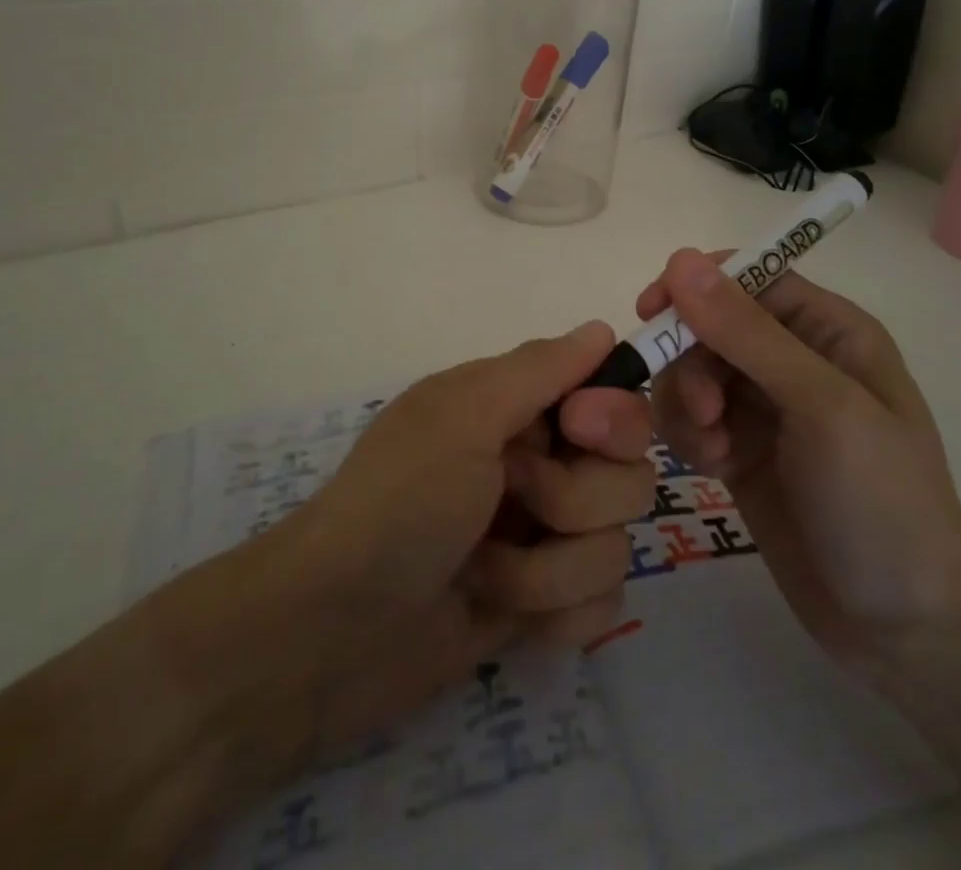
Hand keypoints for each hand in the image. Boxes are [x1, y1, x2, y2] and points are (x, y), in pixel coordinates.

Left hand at [157, 322, 654, 777]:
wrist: (331, 633)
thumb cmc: (398, 502)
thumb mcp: (463, 415)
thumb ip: (539, 368)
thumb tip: (602, 327)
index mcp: (518, 410)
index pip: (614, 400)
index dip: (613, 418)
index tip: (578, 431)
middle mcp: (540, 467)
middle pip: (628, 477)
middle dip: (573, 501)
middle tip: (510, 499)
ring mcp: (542, 541)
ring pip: (615, 548)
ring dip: (547, 570)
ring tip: (483, 571)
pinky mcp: (543, 607)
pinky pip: (602, 608)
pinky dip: (555, 615)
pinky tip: (506, 619)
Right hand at [638, 251, 960, 677]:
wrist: (905, 630)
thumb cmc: (881, 502)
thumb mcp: (822, 406)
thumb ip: (748, 332)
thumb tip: (682, 259)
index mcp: (829, 330)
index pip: (749, 277)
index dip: (698, 285)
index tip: (652, 310)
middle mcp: (794, 358)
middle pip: (710, 325)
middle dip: (692, 361)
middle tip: (703, 413)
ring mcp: (765, 407)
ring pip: (691, 371)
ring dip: (686, 404)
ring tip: (712, 450)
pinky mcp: (740, 450)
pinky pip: (690, 417)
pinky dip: (688, 435)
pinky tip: (711, 469)